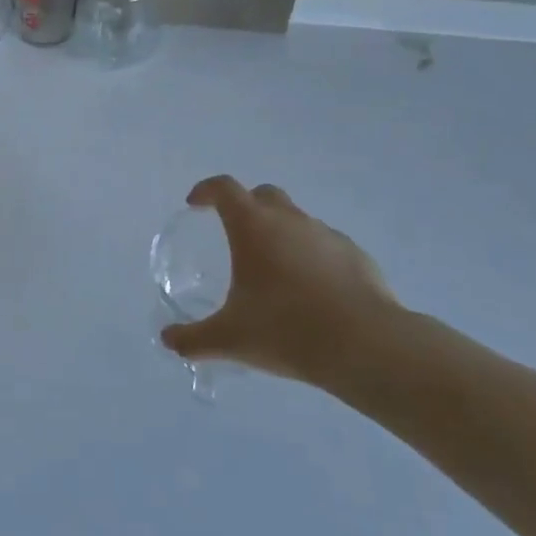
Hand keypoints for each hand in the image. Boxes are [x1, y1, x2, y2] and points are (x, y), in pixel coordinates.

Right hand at [158, 176, 400, 384]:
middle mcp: (290, 220)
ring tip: (275, 272)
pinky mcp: (357, 257)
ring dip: (281, 233)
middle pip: (263, 195)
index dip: (206, 191)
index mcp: (253, 226)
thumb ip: (193, 339)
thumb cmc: (287, 329)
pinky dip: (312, 257)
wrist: (367, 346)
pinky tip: (312, 292)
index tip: (195, 204)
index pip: (224, 189)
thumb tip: (168, 340)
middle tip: (235, 235)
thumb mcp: (230, 339)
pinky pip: (326, 246)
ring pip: (298, 220)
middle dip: (246, 205)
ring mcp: (327, 236)